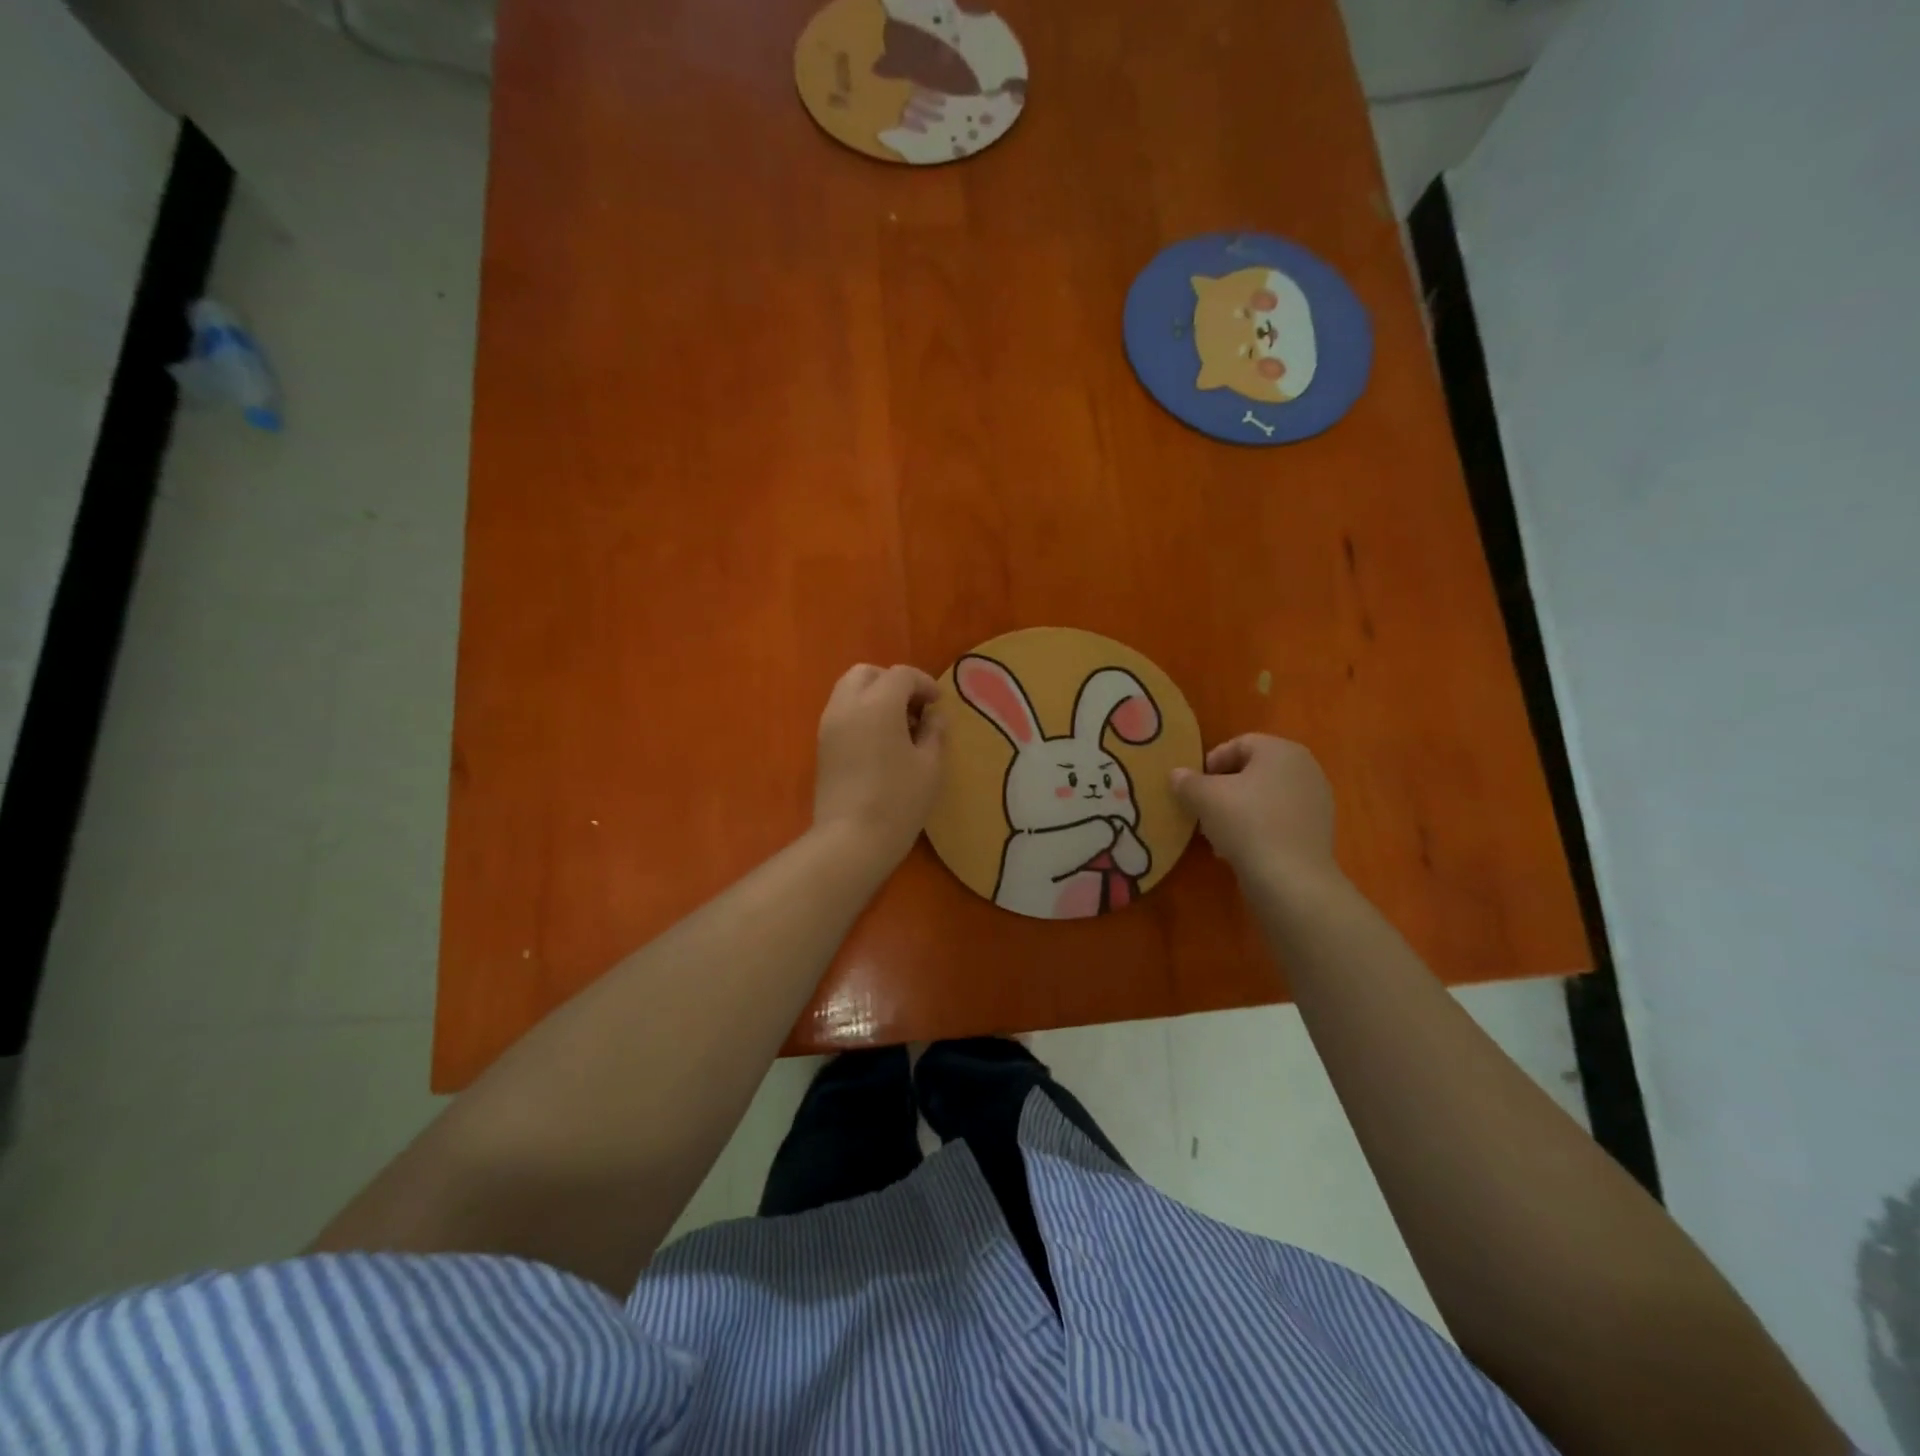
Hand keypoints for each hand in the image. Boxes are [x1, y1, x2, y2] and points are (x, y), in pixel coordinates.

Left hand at [813, 663, 945, 870]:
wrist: (850, 839)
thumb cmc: (898, 800)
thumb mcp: (930, 766)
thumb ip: (934, 732)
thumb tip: (933, 716)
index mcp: (878, 704)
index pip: (901, 675)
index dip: (924, 684)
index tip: (938, 704)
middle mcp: (847, 705)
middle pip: (867, 673)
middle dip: (892, 682)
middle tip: (914, 708)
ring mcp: (829, 725)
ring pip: (849, 690)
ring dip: (874, 696)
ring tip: (898, 726)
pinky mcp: (821, 745)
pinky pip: (841, 712)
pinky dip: (861, 713)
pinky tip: (880, 741)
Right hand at [1171, 735, 1339, 889]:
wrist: (1291, 878)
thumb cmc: (1246, 823)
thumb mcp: (1204, 798)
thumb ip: (1187, 781)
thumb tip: (1177, 774)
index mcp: (1281, 750)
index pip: (1240, 744)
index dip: (1212, 761)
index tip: (1194, 786)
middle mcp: (1306, 768)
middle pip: (1254, 771)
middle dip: (1225, 788)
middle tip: (1203, 808)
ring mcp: (1316, 801)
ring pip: (1267, 797)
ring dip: (1240, 809)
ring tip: (1219, 832)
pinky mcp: (1319, 831)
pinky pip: (1280, 819)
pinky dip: (1260, 827)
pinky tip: (1242, 848)